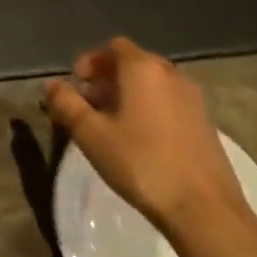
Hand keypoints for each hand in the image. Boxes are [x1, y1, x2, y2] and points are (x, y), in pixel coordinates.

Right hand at [42, 38, 253, 242]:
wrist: (205, 209)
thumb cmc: (141, 163)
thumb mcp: (90, 134)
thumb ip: (66, 103)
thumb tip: (51, 84)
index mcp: (143, 69)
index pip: (113, 47)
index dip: (91, 61)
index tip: (77, 85)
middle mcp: (171, 75)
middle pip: (134, 63)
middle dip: (107, 78)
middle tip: (89, 105)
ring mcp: (193, 99)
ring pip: (153, 84)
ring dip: (128, 94)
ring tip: (111, 124)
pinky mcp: (205, 123)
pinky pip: (169, 102)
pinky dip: (150, 108)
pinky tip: (140, 139)